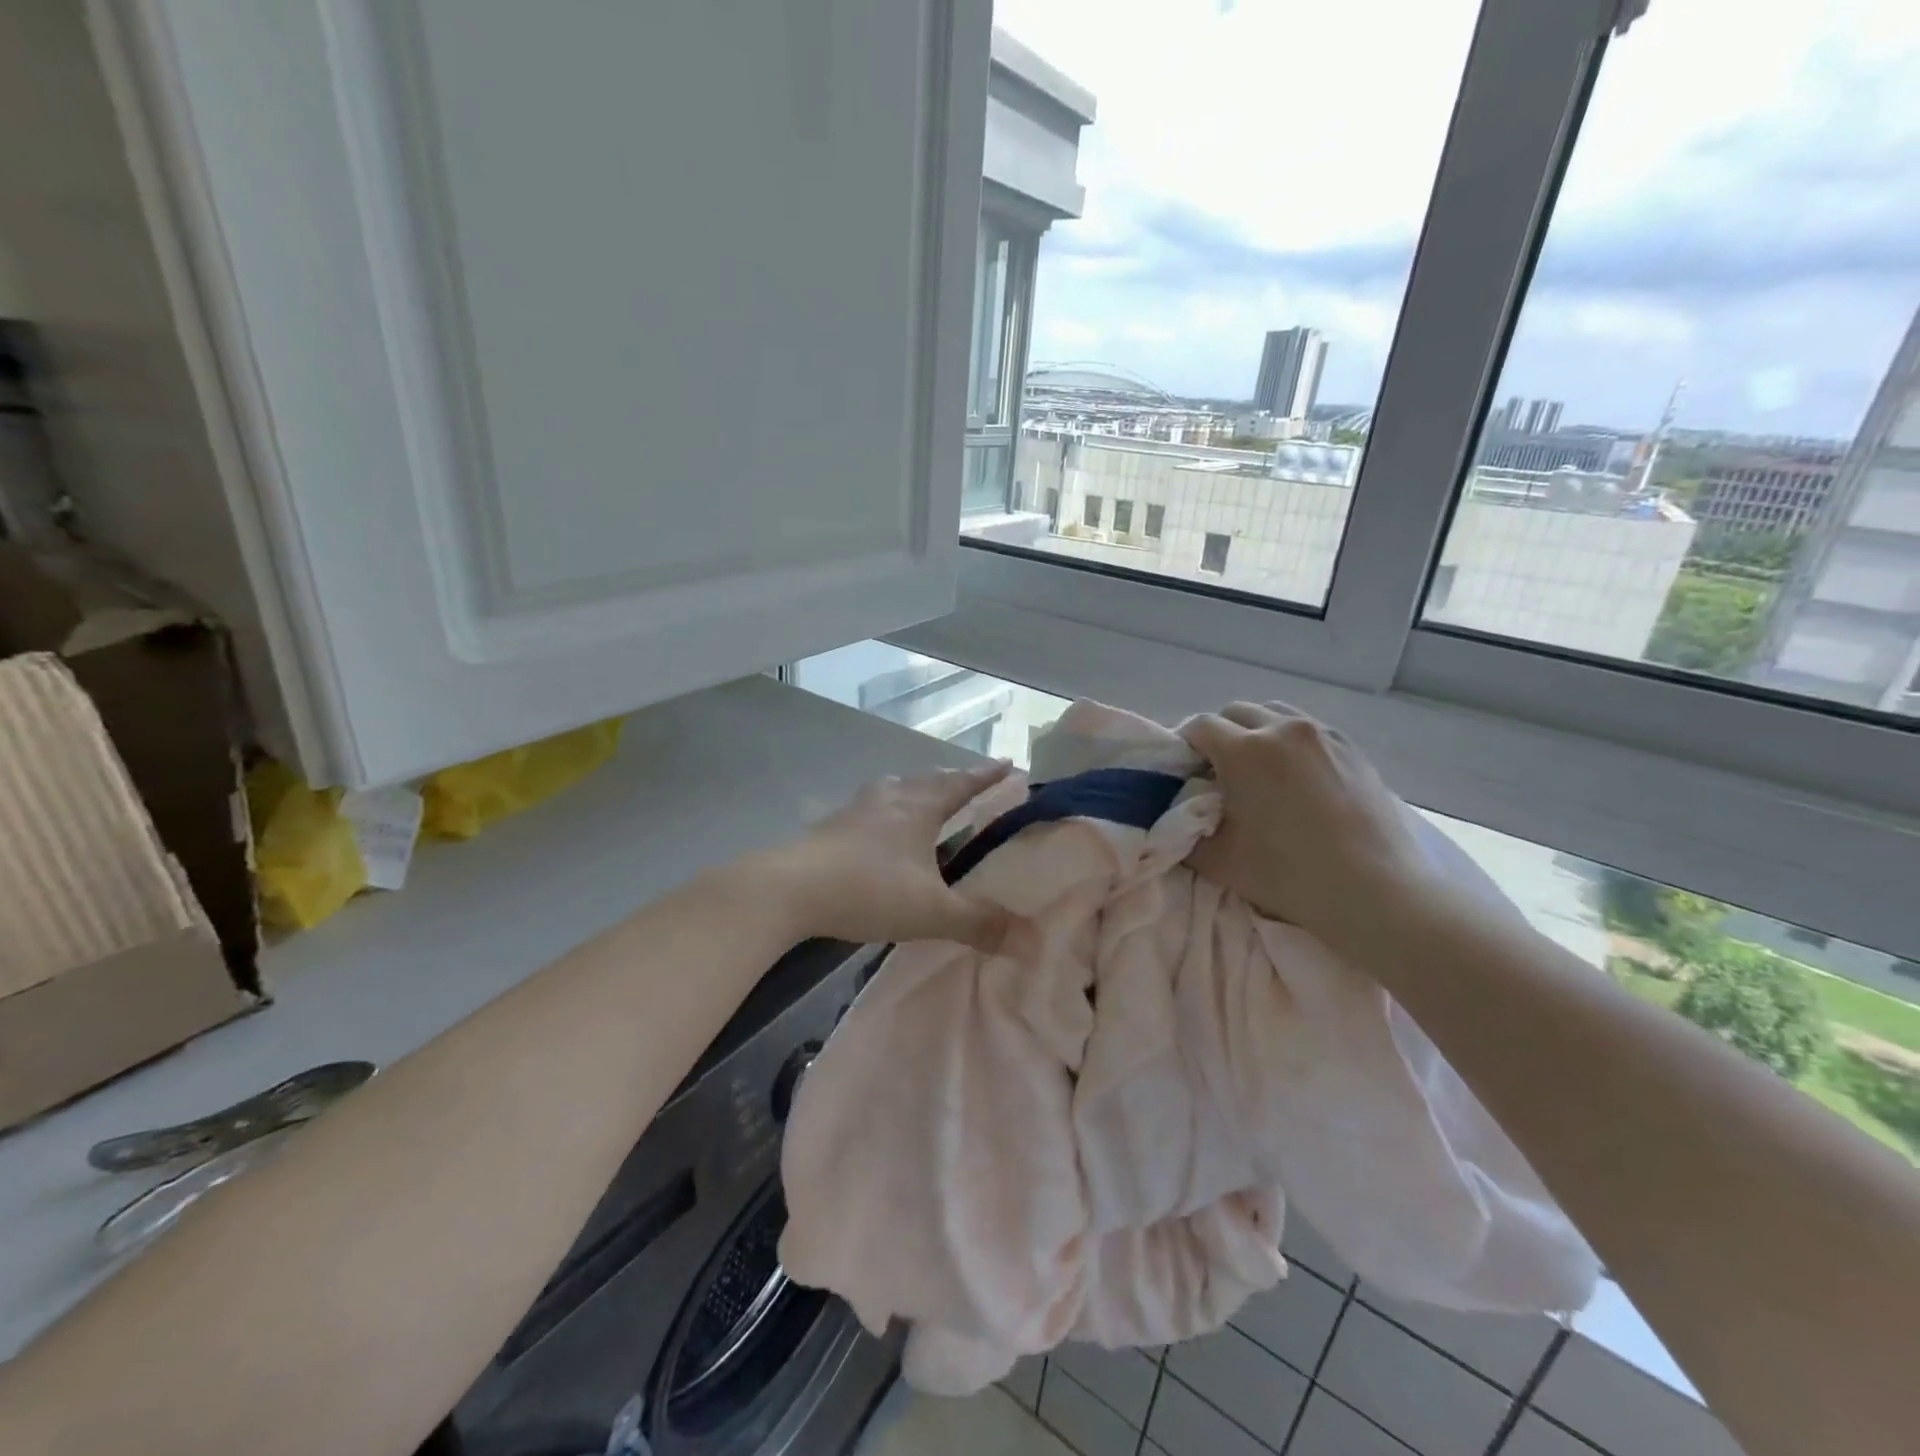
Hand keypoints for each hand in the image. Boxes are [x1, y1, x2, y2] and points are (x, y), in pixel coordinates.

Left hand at [753, 762, 1015, 952]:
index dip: (986, 776)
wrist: (790, 889)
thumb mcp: (931, 912)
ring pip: (896, 789)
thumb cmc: (868, 890)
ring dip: (916, 790)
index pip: (961, 784)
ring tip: (925, 799)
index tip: (1007, 764)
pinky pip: (871, 808)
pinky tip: (879, 829)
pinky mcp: (831, 826)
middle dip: (953, 780)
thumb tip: (1028, 938)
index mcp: (919, 808)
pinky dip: (887, 811)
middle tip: (970, 782)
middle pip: (928, 780)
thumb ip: (979, 923)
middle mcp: (890, 798)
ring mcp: (856, 809)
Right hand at [1182, 701, 1431, 946]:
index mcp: (1245, 751)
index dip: (1184, 744)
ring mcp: (1323, 734)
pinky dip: (1290, 743)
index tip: (1183, 770)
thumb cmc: (1290, 874)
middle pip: (1236, 712)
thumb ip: (1184, 830)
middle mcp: (1283, 729)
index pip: (1199, 726)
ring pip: (1274, 714)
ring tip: (1257, 770)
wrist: (1376, 891)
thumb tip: (1176, 814)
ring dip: (1255, 733)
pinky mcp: (1352, 748)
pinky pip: (1308, 730)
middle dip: (1219, 734)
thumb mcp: (1218, 860)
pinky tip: (1295, 779)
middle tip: (1216, 771)